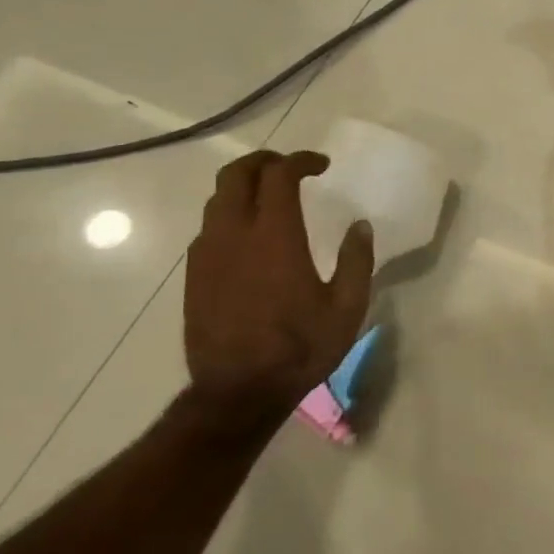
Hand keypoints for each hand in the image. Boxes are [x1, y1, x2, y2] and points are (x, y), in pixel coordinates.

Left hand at [184, 150, 373, 414]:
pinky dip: (229, 215)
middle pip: (236, 175)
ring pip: (217, 199)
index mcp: (274, 237)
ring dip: (243, 187)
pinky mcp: (195, 275)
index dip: (300, 161)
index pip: (279, 176)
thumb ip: (355, 261)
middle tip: (290, 168)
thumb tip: (359, 225)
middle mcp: (234, 234)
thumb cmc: (300, 348)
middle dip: (264, 162)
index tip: (321, 165)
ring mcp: (207, 254)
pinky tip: (249, 237)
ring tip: (270, 198)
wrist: (238, 391)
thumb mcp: (346, 308)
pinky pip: (209, 228)